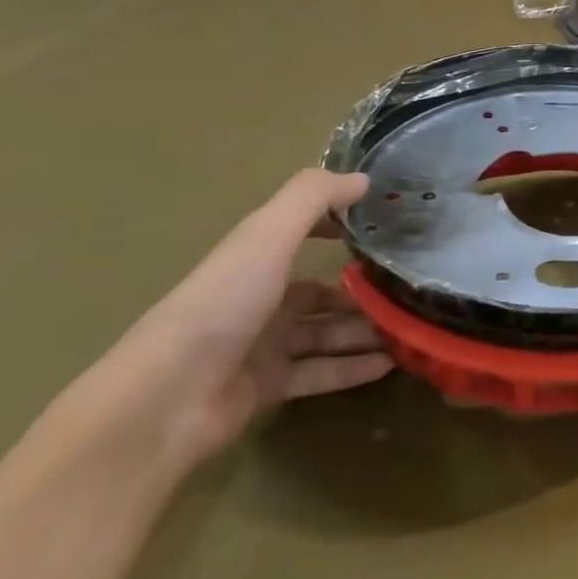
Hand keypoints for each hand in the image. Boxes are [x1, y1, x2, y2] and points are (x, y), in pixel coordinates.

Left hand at [99, 170, 394, 467]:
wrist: (167, 400)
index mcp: (254, 260)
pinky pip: (321, 372)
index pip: (300, 233)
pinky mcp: (267, 387)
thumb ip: (312, 198)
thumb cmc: (222, 305)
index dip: (337, 224)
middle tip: (408, 288)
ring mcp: (261, 346)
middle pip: (320, 290)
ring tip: (410, 328)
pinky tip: (390, 364)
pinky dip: (353, 368)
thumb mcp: (267, 237)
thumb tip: (362, 178)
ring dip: (365, 329)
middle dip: (362, 289)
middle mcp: (258, 299)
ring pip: (325, 332)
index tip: (382, 225)